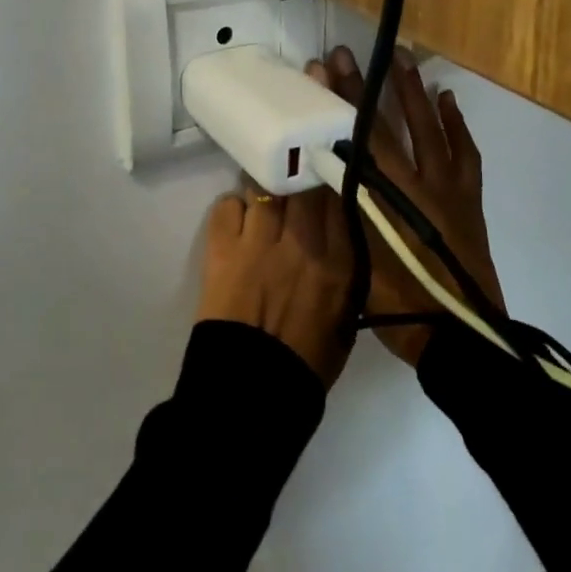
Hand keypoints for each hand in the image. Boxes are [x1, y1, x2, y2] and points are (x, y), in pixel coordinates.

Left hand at [197, 181, 353, 387]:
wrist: (252, 393)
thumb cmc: (307, 364)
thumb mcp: (347, 320)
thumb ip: (349, 274)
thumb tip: (340, 240)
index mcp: (339, 264)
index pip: (339, 197)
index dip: (331, 182)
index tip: (326, 178)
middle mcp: (302, 242)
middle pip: (302, 184)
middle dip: (299, 179)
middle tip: (294, 184)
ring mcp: (259, 243)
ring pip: (264, 187)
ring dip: (265, 190)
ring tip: (263, 198)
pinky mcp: (222, 250)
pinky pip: (227, 206)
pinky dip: (232, 208)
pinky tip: (237, 220)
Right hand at [309, 45, 504, 366]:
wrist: (457, 335)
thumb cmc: (398, 304)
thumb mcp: (355, 260)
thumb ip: (341, 212)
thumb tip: (320, 171)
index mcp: (384, 199)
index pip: (355, 140)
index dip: (338, 103)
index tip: (324, 69)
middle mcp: (416, 183)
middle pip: (386, 127)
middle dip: (365, 87)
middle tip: (349, 54)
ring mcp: (448, 188)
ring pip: (430, 130)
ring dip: (413, 93)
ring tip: (403, 59)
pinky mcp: (469, 197)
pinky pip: (466, 153)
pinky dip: (457, 125)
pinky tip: (447, 100)